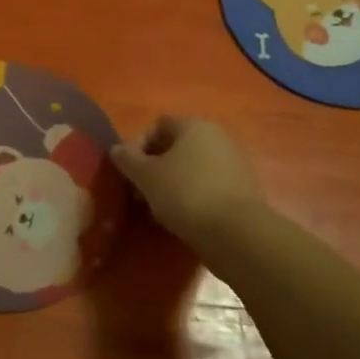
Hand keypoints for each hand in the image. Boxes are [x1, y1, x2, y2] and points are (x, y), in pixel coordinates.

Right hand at [111, 116, 259, 245]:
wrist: (236, 233)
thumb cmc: (185, 193)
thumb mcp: (146, 176)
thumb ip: (127, 159)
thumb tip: (117, 149)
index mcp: (194, 125)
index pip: (158, 125)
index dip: (138, 145)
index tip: (129, 171)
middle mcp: (216, 136)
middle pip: (175, 147)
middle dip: (154, 167)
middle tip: (140, 192)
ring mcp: (233, 162)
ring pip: (191, 168)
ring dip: (171, 184)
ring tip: (158, 210)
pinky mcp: (242, 189)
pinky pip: (208, 185)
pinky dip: (192, 196)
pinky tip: (182, 218)